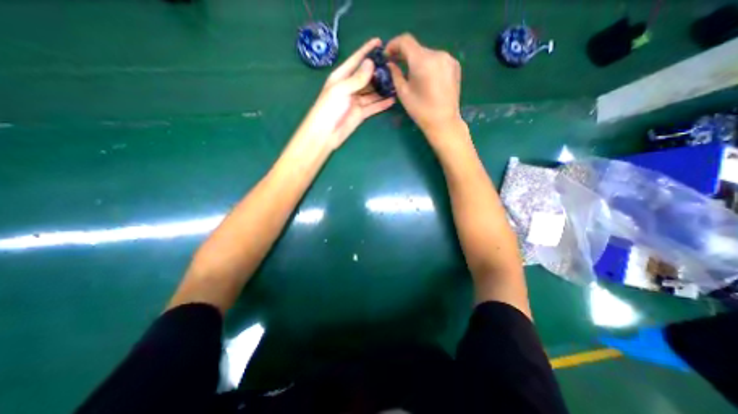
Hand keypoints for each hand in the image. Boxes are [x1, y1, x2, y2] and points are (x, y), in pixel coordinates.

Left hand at [295, 37, 398, 151]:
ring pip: (373, 92)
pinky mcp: (361, 114)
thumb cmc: (328, 109)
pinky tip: (392, 99)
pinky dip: (382, 104)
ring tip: (397, 82)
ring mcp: (356, 101)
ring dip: (383, 88)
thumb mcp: (341, 90)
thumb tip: (371, 63)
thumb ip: (357, 78)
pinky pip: (374, 107)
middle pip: (367, 76)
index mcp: (342, 77)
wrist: (325, 134)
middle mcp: (350, 87)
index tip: (380, 42)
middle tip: (394, 66)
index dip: (367, 50)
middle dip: (379, 71)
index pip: (356, 60)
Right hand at [383, 32, 462, 138]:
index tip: (387, 54)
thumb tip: (391, 63)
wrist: (444, 122)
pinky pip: (437, 60)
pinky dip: (428, 65)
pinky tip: (425, 77)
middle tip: (396, 64)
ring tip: (411, 74)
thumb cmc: (420, 110)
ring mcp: (448, 59)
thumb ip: (395, 74)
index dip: (393, 44)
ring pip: (427, 54)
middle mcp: (438, 54)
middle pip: (417, 48)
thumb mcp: (403, 93)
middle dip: (404, 55)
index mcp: (423, 61)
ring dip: (417, 60)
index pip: (405, 41)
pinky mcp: (455, 66)